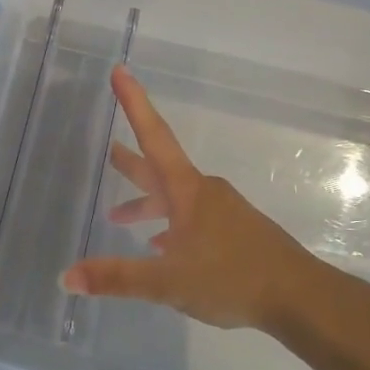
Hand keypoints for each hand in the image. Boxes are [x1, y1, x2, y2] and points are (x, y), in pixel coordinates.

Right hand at [61, 66, 345, 332]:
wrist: (302, 298)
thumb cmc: (233, 278)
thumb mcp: (168, 282)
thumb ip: (117, 278)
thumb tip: (67, 277)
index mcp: (187, 191)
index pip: (153, 136)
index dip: (134, 103)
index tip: (119, 71)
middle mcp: (203, 193)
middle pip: (159, 167)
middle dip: (130, 160)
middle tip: (106, 149)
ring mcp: (222, 213)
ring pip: (174, 199)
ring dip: (146, 203)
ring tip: (119, 215)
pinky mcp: (234, 234)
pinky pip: (190, 219)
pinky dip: (168, 225)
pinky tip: (160, 247)